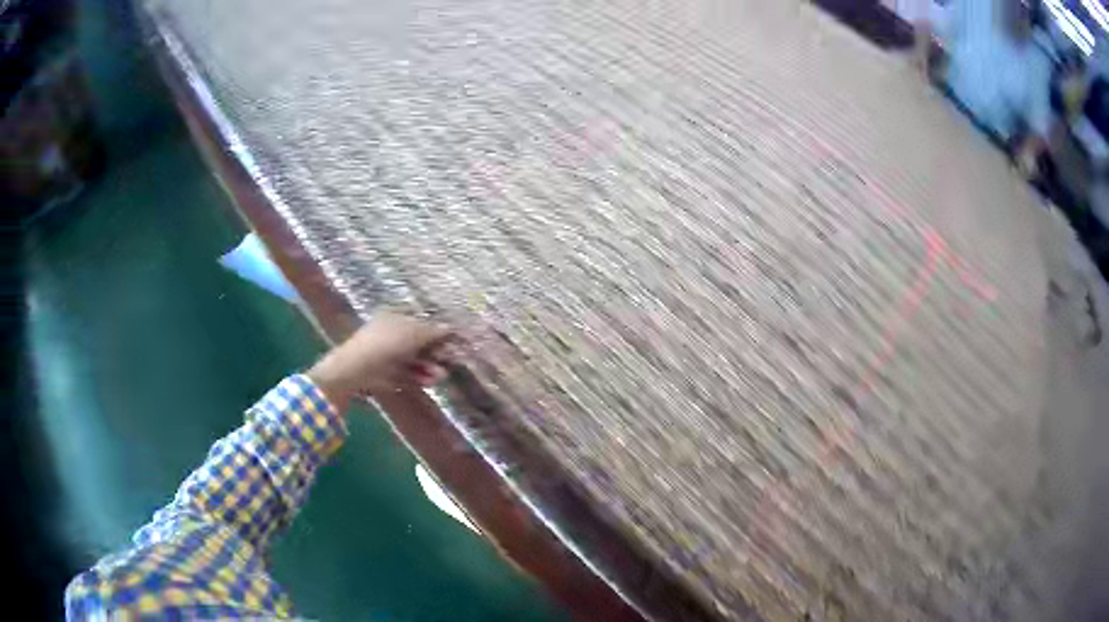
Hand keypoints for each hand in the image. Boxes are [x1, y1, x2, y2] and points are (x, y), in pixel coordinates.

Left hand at [307, 312, 452, 412]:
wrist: (355, 369)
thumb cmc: (384, 343)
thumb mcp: (413, 333)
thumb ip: (434, 331)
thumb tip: (452, 328)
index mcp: (396, 317)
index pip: (422, 322)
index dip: (438, 332)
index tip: (455, 341)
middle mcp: (393, 334)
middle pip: (422, 343)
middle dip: (436, 353)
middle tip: (450, 360)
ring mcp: (390, 355)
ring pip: (417, 361)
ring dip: (430, 368)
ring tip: (439, 376)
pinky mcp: (389, 375)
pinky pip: (409, 374)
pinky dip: (420, 377)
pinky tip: (428, 381)